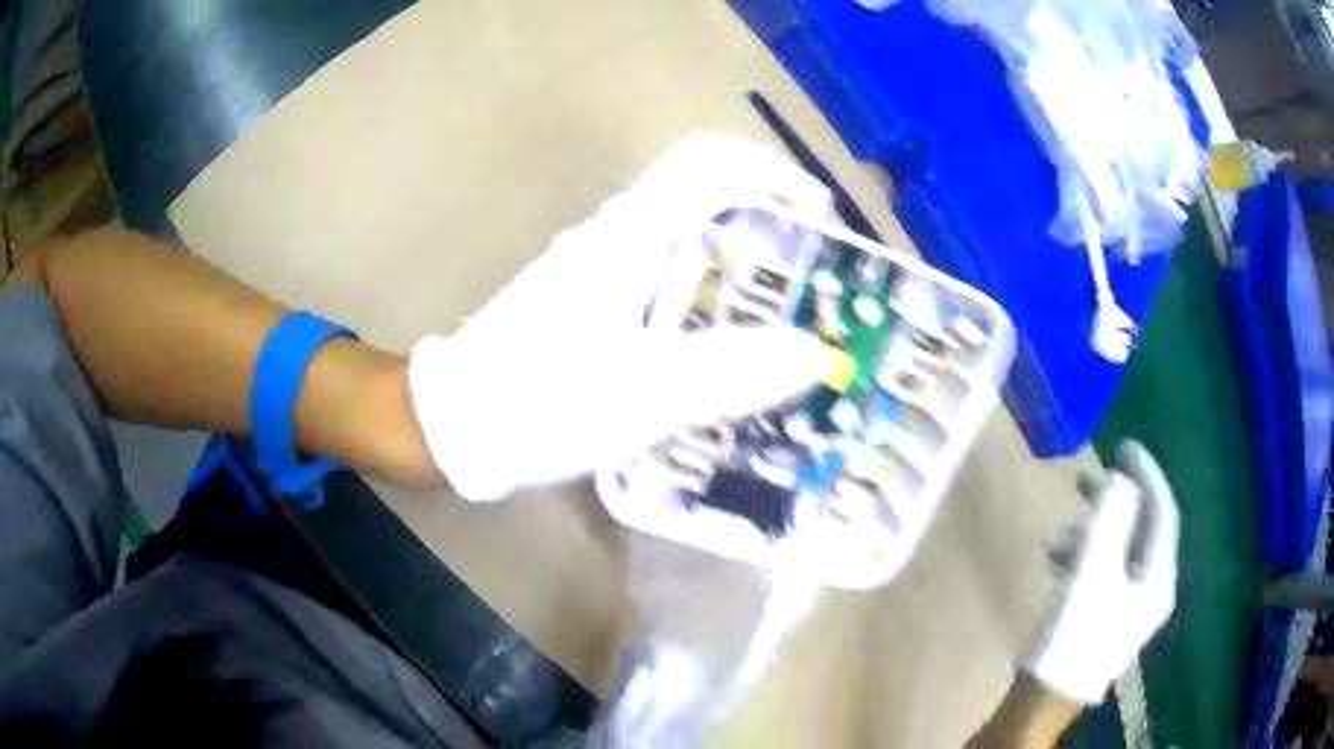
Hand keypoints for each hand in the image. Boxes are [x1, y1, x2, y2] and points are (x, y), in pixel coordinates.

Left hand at [408, 132, 837, 501]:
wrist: (455, 427)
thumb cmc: (539, 401)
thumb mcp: (641, 394)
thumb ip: (730, 373)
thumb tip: (814, 355)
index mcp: (628, 235)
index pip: (706, 161)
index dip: (769, 172)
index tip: (818, 216)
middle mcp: (616, 240)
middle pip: (706, 206)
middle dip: (769, 236)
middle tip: (815, 293)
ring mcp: (600, 274)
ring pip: (687, 252)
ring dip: (742, 279)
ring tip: (787, 333)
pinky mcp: (591, 309)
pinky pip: (665, 290)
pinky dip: (708, 311)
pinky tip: (726, 361)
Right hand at [1025, 440, 1179, 703]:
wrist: (1046, 699)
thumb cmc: (1075, 637)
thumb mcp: (1093, 572)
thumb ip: (1110, 520)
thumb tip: (1120, 482)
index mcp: (1159, 577)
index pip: (1163, 511)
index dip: (1147, 474)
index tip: (1123, 446)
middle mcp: (1151, 588)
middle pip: (1140, 529)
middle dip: (1114, 502)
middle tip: (1085, 479)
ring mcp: (1129, 605)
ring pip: (1118, 550)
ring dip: (1092, 533)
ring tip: (1057, 537)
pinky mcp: (1106, 616)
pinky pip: (1103, 570)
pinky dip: (1084, 558)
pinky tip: (1056, 563)